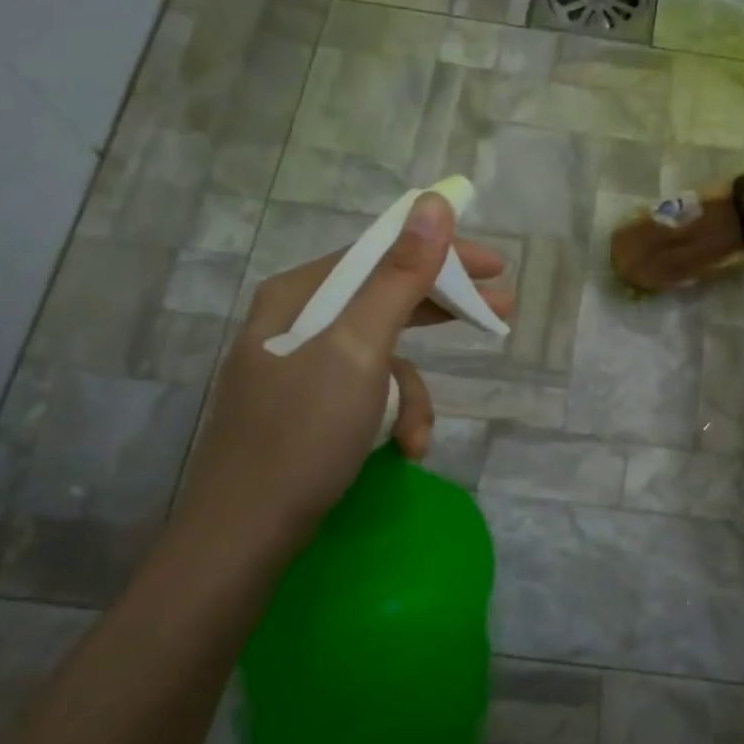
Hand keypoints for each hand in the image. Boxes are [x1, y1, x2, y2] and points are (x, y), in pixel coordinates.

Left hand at [175, 192, 512, 545]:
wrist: (242, 538)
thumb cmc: (303, 435)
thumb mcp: (360, 350)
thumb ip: (399, 277)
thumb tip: (433, 204)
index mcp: (298, 296)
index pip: (380, 252)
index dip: (441, 253)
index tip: (494, 267)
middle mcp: (295, 322)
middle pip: (384, 298)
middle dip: (441, 313)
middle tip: (500, 311)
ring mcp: (298, 368)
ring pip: (380, 356)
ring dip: (412, 393)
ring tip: (420, 436)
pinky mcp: (306, 409)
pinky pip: (365, 393)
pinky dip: (390, 417)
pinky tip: (401, 450)